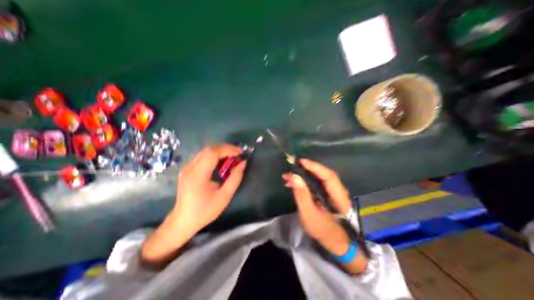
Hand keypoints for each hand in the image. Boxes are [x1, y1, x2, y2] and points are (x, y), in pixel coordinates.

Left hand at [138, 143, 244, 266]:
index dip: (228, 149)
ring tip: (232, 156)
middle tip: (238, 154)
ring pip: (205, 151)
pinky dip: (214, 155)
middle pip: (209, 149)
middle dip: (226, 148)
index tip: (240, 153)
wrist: (183, 221)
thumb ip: (235, 178)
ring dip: (220, 151)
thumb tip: (243, 163)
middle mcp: (190, 167)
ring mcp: (187, 167)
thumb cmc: (205, 211)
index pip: (213, 153)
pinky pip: (202, 156)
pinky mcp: (187, 169)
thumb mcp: (224, 197)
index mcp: (198, 175)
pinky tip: (221, 161)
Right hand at [282, 158, 353, 253]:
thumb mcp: (309, 215)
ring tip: (288, 177)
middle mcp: (338, 191)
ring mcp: (333, 192)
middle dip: (306, 169)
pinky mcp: (328, 195)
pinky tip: (295, 184)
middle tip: (291, 169)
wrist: (337, 244)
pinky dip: (306, 182)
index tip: (300, 162)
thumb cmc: (324, 231)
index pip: (327, 175)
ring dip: (304, 175)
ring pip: (319, 178)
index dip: (314, 166)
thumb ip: (302, 195)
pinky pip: (317, 184)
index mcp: (338, 196)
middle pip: (323, 174)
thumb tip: (294, 176)